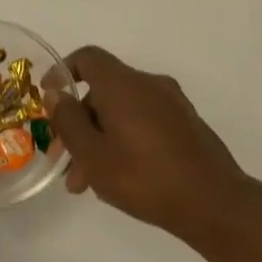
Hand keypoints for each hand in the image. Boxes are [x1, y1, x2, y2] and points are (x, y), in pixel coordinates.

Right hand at [51, 46, 254, 241]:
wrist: (213, 202)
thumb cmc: (144, 177)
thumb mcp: (92, 154)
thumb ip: (68, 120)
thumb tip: (56, 93)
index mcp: (124, 85)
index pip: (88, 58)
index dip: (63, 72)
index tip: (48, 98)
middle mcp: (150, 85)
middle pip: (103, 92)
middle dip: (78, 124)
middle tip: (65, 163)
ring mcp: (172, 105)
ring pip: (122, 113)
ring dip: (99, 140)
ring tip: (88, 183)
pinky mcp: (186, 125)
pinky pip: (143, 123)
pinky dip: (123, 141)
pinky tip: (118, 178)